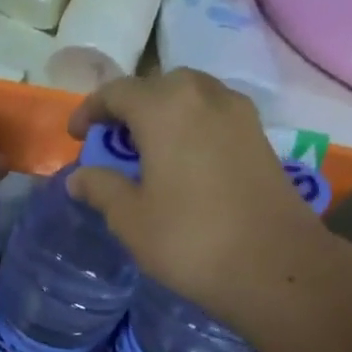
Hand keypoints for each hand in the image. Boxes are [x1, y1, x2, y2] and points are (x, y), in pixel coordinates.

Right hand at [67, 71, 339, 332]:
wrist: (275, 265)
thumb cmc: (189, 240)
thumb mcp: (130, 219)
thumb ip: (101, 189)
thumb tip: (79, 177)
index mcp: (165, 108)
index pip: (117, 91)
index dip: (91, 110)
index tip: (76, 135)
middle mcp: (204, 96)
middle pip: (157, 86)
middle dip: (130, 107)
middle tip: (113, 141)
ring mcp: (239, 113)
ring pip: (191, 97)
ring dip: (163, 114)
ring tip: (147, 151)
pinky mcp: (260, 137)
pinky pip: (214, 116)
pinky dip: (191, 127)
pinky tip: (183, 162)